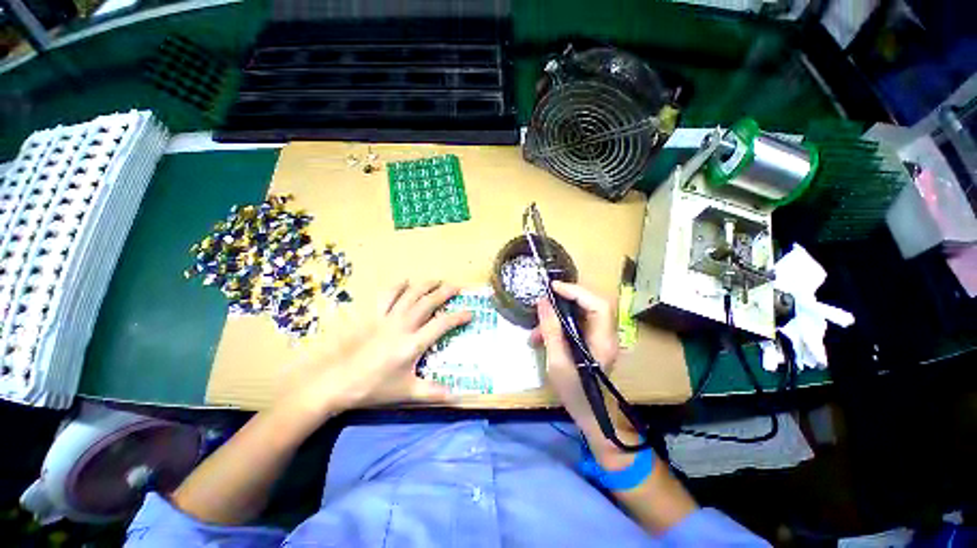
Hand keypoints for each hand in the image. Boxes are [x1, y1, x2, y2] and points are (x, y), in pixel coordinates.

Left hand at [280, 280, 470, 420]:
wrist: (341, 383)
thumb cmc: (376, 388)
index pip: (442, 324)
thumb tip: (457, 396)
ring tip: (437, 280)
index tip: (470, 312)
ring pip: (410, 295)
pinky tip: (405, 281)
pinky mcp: (375, 318)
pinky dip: (397, 287)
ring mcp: (388, 319)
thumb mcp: (408, 392)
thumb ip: (433, 392)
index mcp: (413, 343)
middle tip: (457, 287)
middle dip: (444, 293)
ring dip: (425, 286)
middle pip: (428, 303)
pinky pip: (387, 296)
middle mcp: (403, 325)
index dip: (458, 317)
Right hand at [531, 281, 618, 430]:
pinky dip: (557, 327)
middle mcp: (605, 335)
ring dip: (556, 317)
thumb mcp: (557, 362)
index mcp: (603, 340)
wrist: (590, 416)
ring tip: (535, 332)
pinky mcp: (590, 342)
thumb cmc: (575, 393)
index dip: (577, 291)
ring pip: (579, 315)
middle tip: (544, 301)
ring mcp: (598, 338)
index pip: (597, 305)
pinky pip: (574, 325)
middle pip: (590, 305)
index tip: (553, 288)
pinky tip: (540, 338)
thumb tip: (542, 302)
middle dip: (565, 300)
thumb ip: (551, 330)